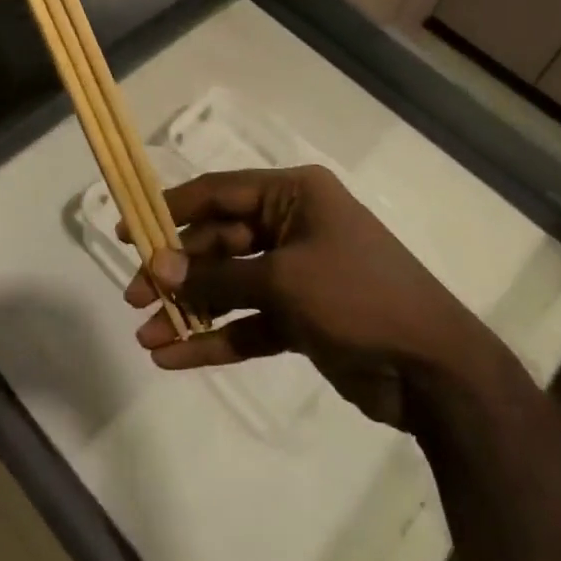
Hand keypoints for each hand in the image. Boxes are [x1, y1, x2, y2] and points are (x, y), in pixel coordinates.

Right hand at [122, 166, 501, 430]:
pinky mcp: (300, 317)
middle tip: (133, 297)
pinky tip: (175, 357)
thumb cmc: (358, 297)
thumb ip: (219, 278)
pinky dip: (215, 337)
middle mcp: (292, 225)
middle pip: (219, 241)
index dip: (170, 208)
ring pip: (230, 285)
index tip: (127, 230)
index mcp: (294, 195)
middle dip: (177, 271)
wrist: (433, 369)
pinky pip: (248, 321)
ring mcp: (296, 273)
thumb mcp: (284, 281)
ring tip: (146, 336)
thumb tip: (158, 269)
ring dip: (191, 309)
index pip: (219, 192)